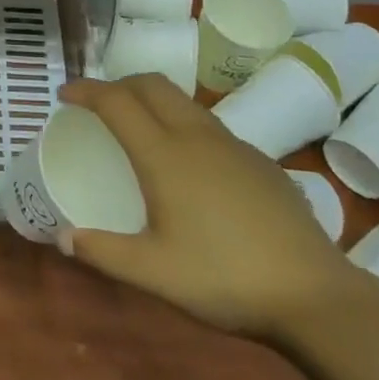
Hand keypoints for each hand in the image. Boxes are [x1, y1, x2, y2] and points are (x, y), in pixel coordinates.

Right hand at [55, 75, 363, 339]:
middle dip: (120, 84)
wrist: (314, 295)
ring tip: (140, 128)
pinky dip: (184, 125)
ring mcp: (234, 146)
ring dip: (153, 101)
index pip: (116, 102)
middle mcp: (197, 137)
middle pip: (152, 85)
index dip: (86, 90)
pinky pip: (210, 126)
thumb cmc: (224, 278)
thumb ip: (104, 253)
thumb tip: (64, 238)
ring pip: (184, 102)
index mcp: (164, 155)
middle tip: (99, 104)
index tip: (64, 94)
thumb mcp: (154, 273)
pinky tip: (190, 166)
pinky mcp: (261, 161)